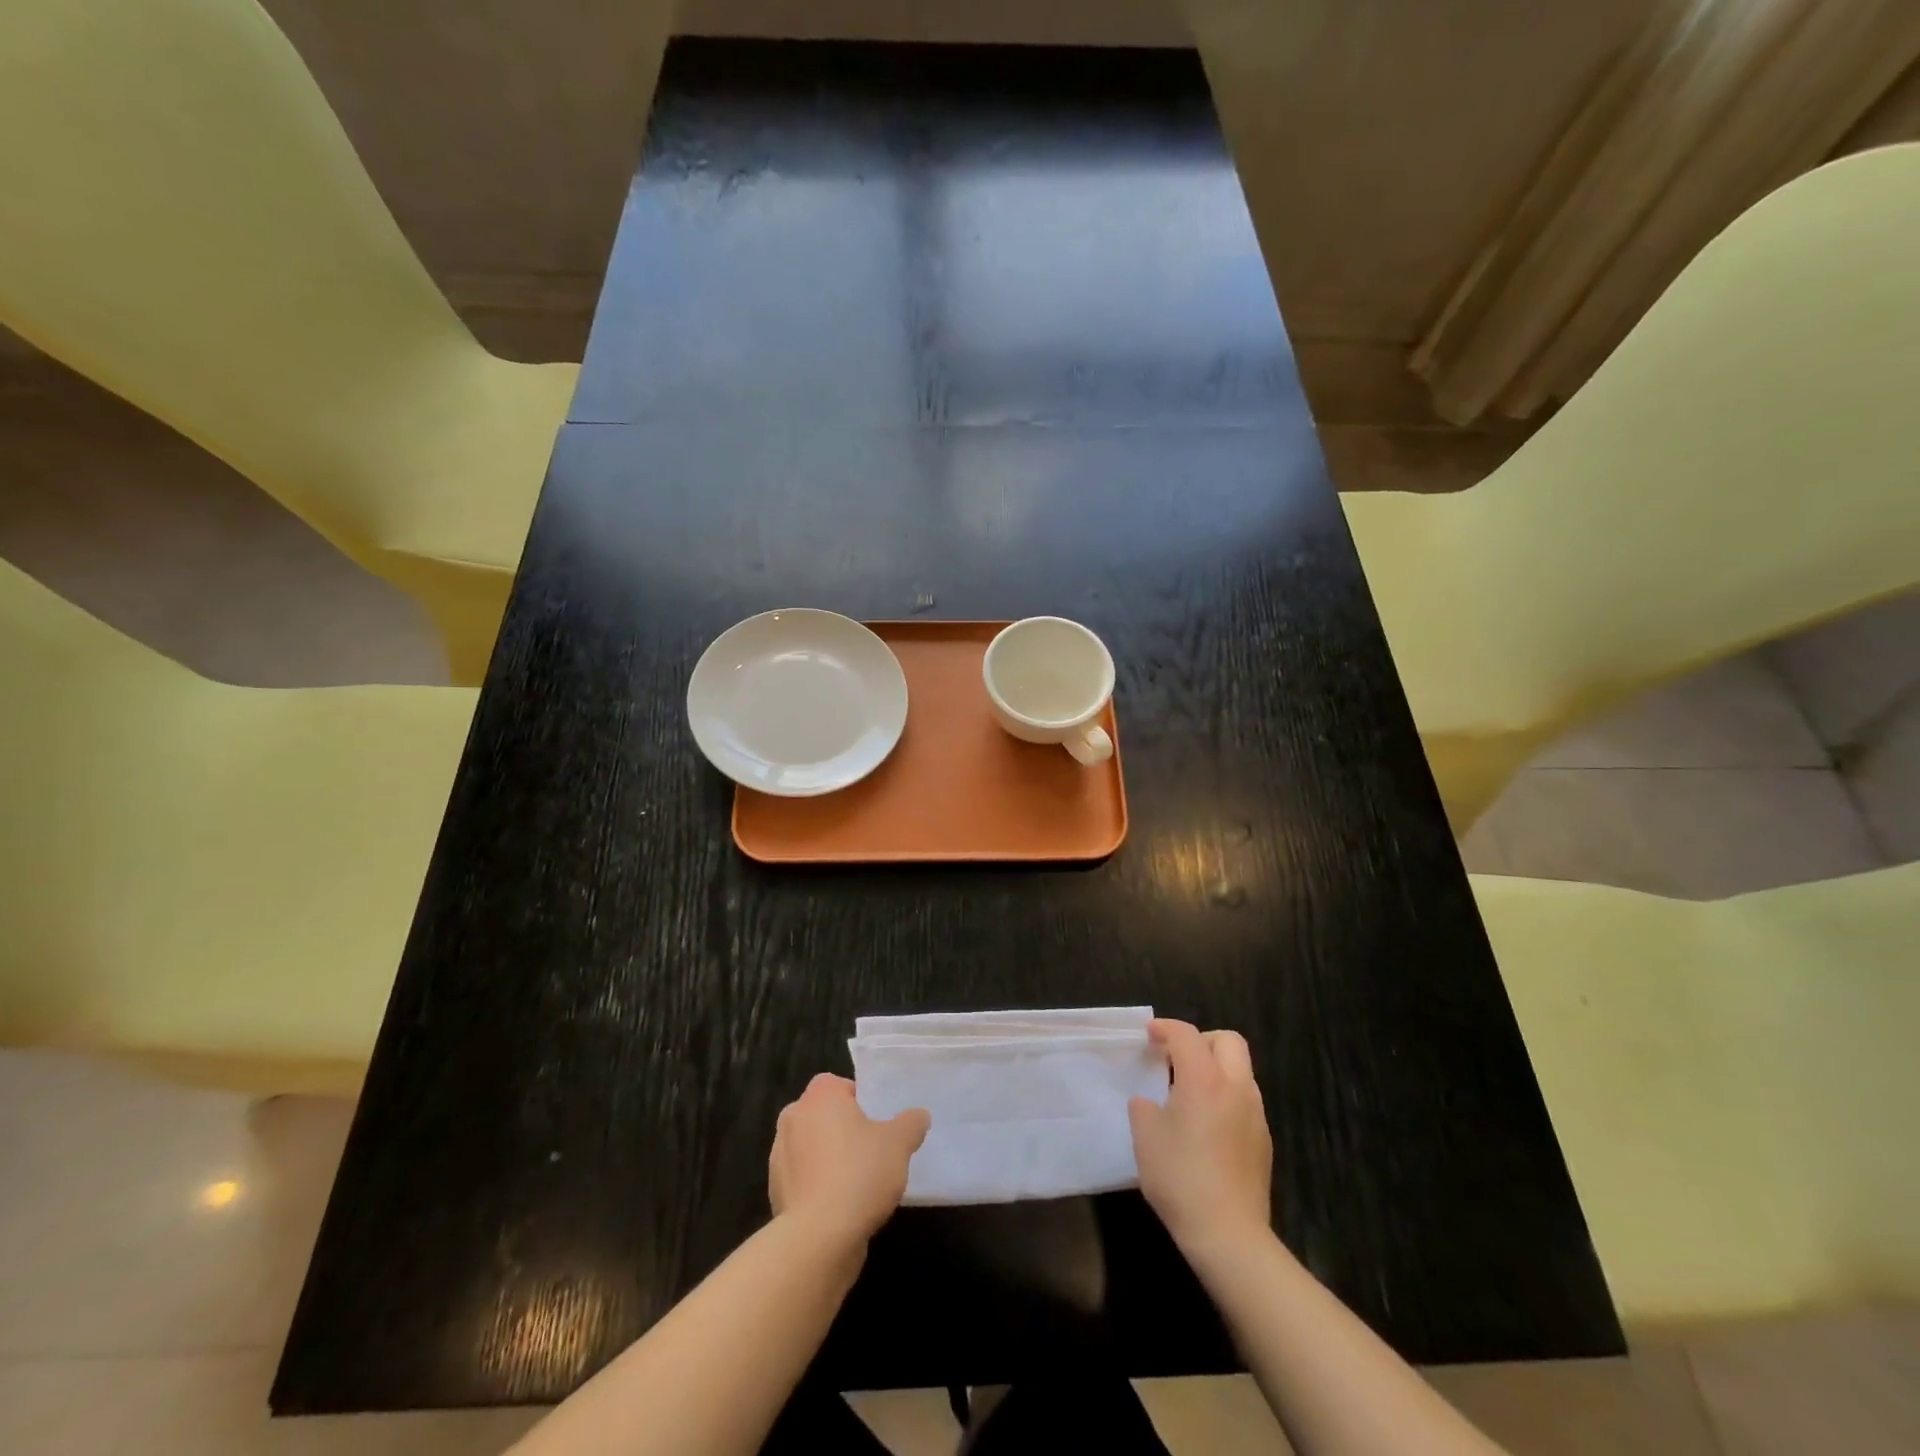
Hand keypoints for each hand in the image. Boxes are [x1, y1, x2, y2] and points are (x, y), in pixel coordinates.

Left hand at [769, 1074, 929, 1247]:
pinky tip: (840, 1207)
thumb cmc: (859, 1174)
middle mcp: (793, 1117)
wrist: (818, 1238)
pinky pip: (802, 1179)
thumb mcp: (899, 1144)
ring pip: (810, 1147)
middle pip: (822, 1115)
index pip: (837, 1084)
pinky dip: (817, 1186)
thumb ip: (911, 1123)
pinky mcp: (775, 1191)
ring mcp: (779, 1156)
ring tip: (857, 1182)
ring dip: (828, 1158)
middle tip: (871, 1149)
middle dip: (842, 1129)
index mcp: (819, 1096)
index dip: (858, 1100)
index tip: (876, 1123)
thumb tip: (918, 1116)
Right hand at [1129, 1020, 1272, 1255]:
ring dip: (1216, 1069)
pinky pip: (1245, 1101)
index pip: (1186, 1035)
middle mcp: (1236, 1088)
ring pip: (1241, 1071)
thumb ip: (1144, 1107)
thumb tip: (1150, 1102)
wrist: (1229, 1235)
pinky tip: (1207, 1125)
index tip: (1149, 1035)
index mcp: (1204, 1080)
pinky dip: (1226, 1097)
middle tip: (1177, 1058)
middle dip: (1202, 1040)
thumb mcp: (1145, 1137)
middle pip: (1229, 1041)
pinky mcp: (1264, 1141)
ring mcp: (1255, 1115)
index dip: (1165, 1028)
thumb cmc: (1180, 1178)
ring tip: (1190, 1092)